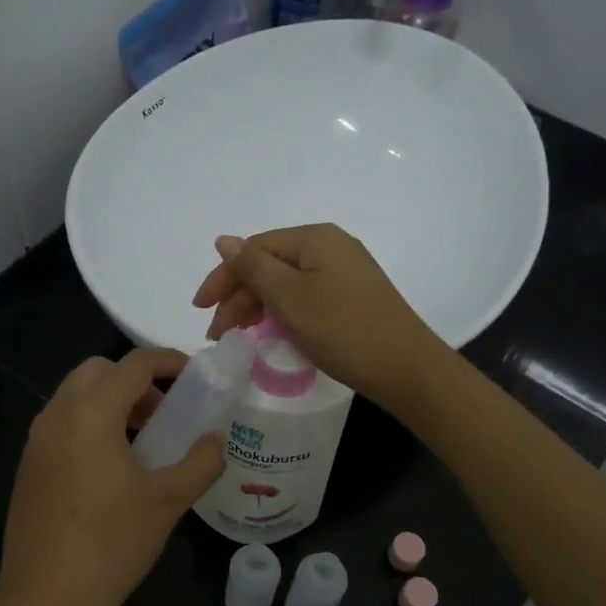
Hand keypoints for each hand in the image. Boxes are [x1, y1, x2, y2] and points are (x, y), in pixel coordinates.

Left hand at [0, 349, 223, 605]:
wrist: (44, 600)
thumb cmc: (111, 545)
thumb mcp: (168, 502)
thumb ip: (200, 462)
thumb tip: (215, 439)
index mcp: (91, 415)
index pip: (133, 364)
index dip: (168, 361)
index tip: (195, 376)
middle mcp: (57, 416)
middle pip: (98, 371)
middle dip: (136, 380)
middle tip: (166, 411)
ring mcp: (37, 441)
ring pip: (76, 397)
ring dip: (112, 402)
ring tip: (145, 440)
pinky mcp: (29, 466)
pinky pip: (63, 424)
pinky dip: (91, 424)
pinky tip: (113, 467)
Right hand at [191, 223, 450, 416]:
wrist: (404, 367)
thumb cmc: (341, 328)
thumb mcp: (289, 296)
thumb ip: (253, 266)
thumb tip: (224, 240)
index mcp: (315, 238)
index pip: (254, 249)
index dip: (223, 277)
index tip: (201, 311)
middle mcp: (331, 247)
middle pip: (269, 265)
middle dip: (238, 297)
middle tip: (219, 333)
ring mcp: (344, 273)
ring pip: (286, 284)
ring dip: (257, 307)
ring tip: (239, 337)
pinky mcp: (352, 299)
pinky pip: (305, 298)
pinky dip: (282, 314)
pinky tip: (272, 334)